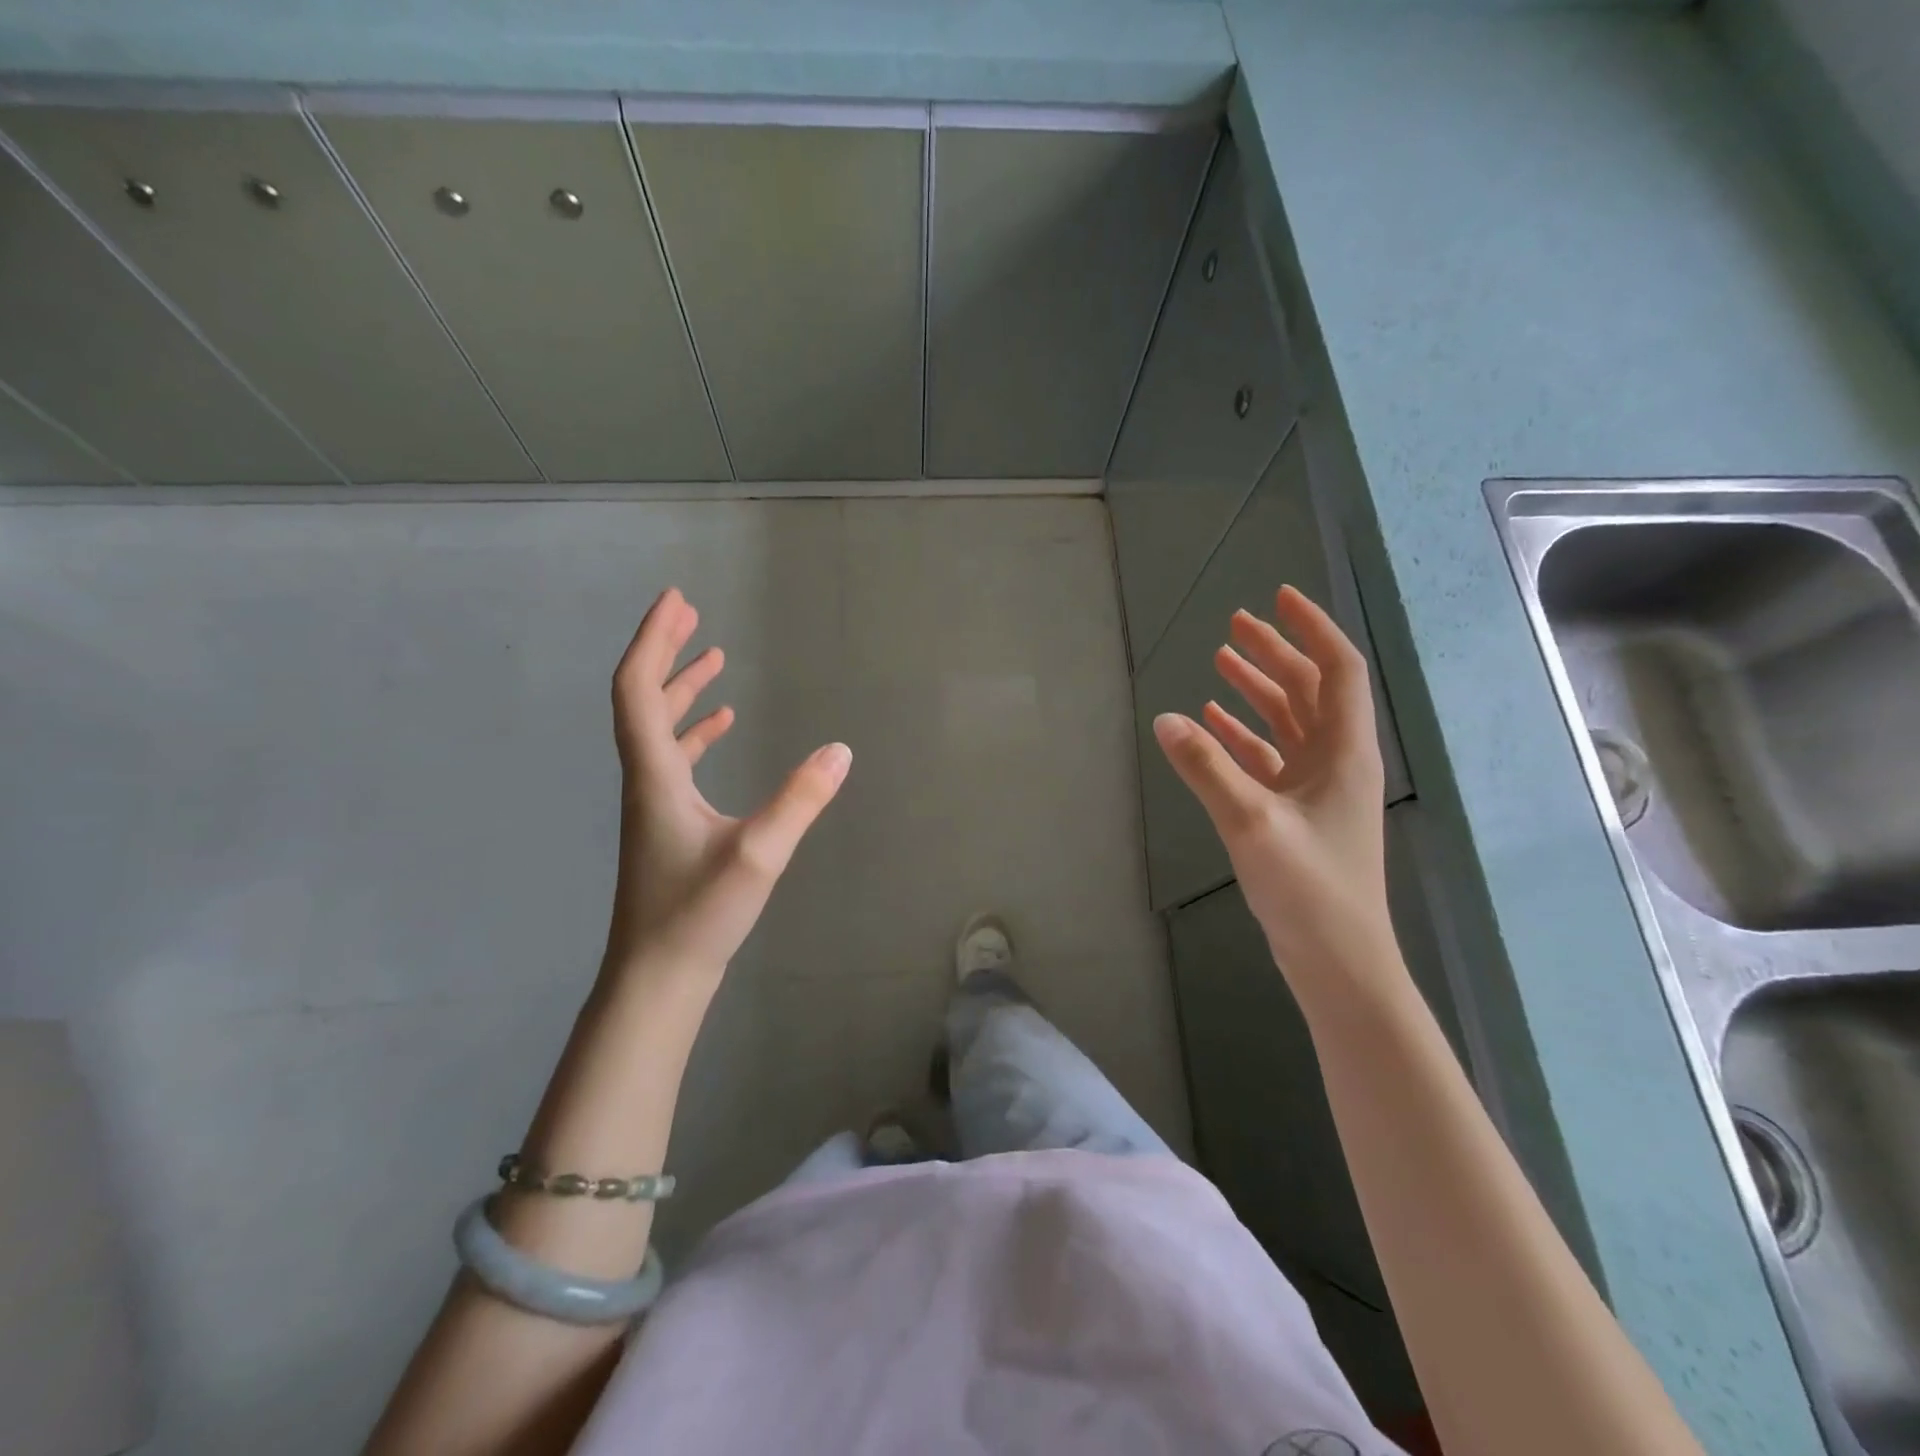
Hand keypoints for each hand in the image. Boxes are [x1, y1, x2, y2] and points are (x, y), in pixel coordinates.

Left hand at [601, 588, 850, 979]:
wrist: (657, 978)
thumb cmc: (698, 915)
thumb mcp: (759, 855)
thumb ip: (801, 800)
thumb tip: (841, 750)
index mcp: (655, 775)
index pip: (640, 690)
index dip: (654, 641)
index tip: (676, 600)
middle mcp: (646, 780)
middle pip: (643, 700)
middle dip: (666, 652)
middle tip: (691, 614)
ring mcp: (654, 804)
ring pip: (659, 730)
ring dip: (681, 690)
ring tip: (713, 660)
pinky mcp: (667, 825)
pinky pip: (675, 759)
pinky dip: (694, 732)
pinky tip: (720, 727)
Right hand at [1153, 585, 1392, 985]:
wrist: (1336, 960)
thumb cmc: (1309, 888)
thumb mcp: (1252, 822)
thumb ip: (1207, 767)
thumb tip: (1165, 718)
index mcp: (1344, 752)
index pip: (1337, 670)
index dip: (1311, 629)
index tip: (1277, 598)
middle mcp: (1335, 761)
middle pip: (1309, 689)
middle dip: (1275, 653)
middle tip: (1235, 625)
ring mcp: (1315, 788)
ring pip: (1287, 722)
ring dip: (1257, 690)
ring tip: (1220, 661)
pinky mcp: (1294, 813)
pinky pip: (1267, 758)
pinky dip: (1242, 735)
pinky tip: (1212, 723)